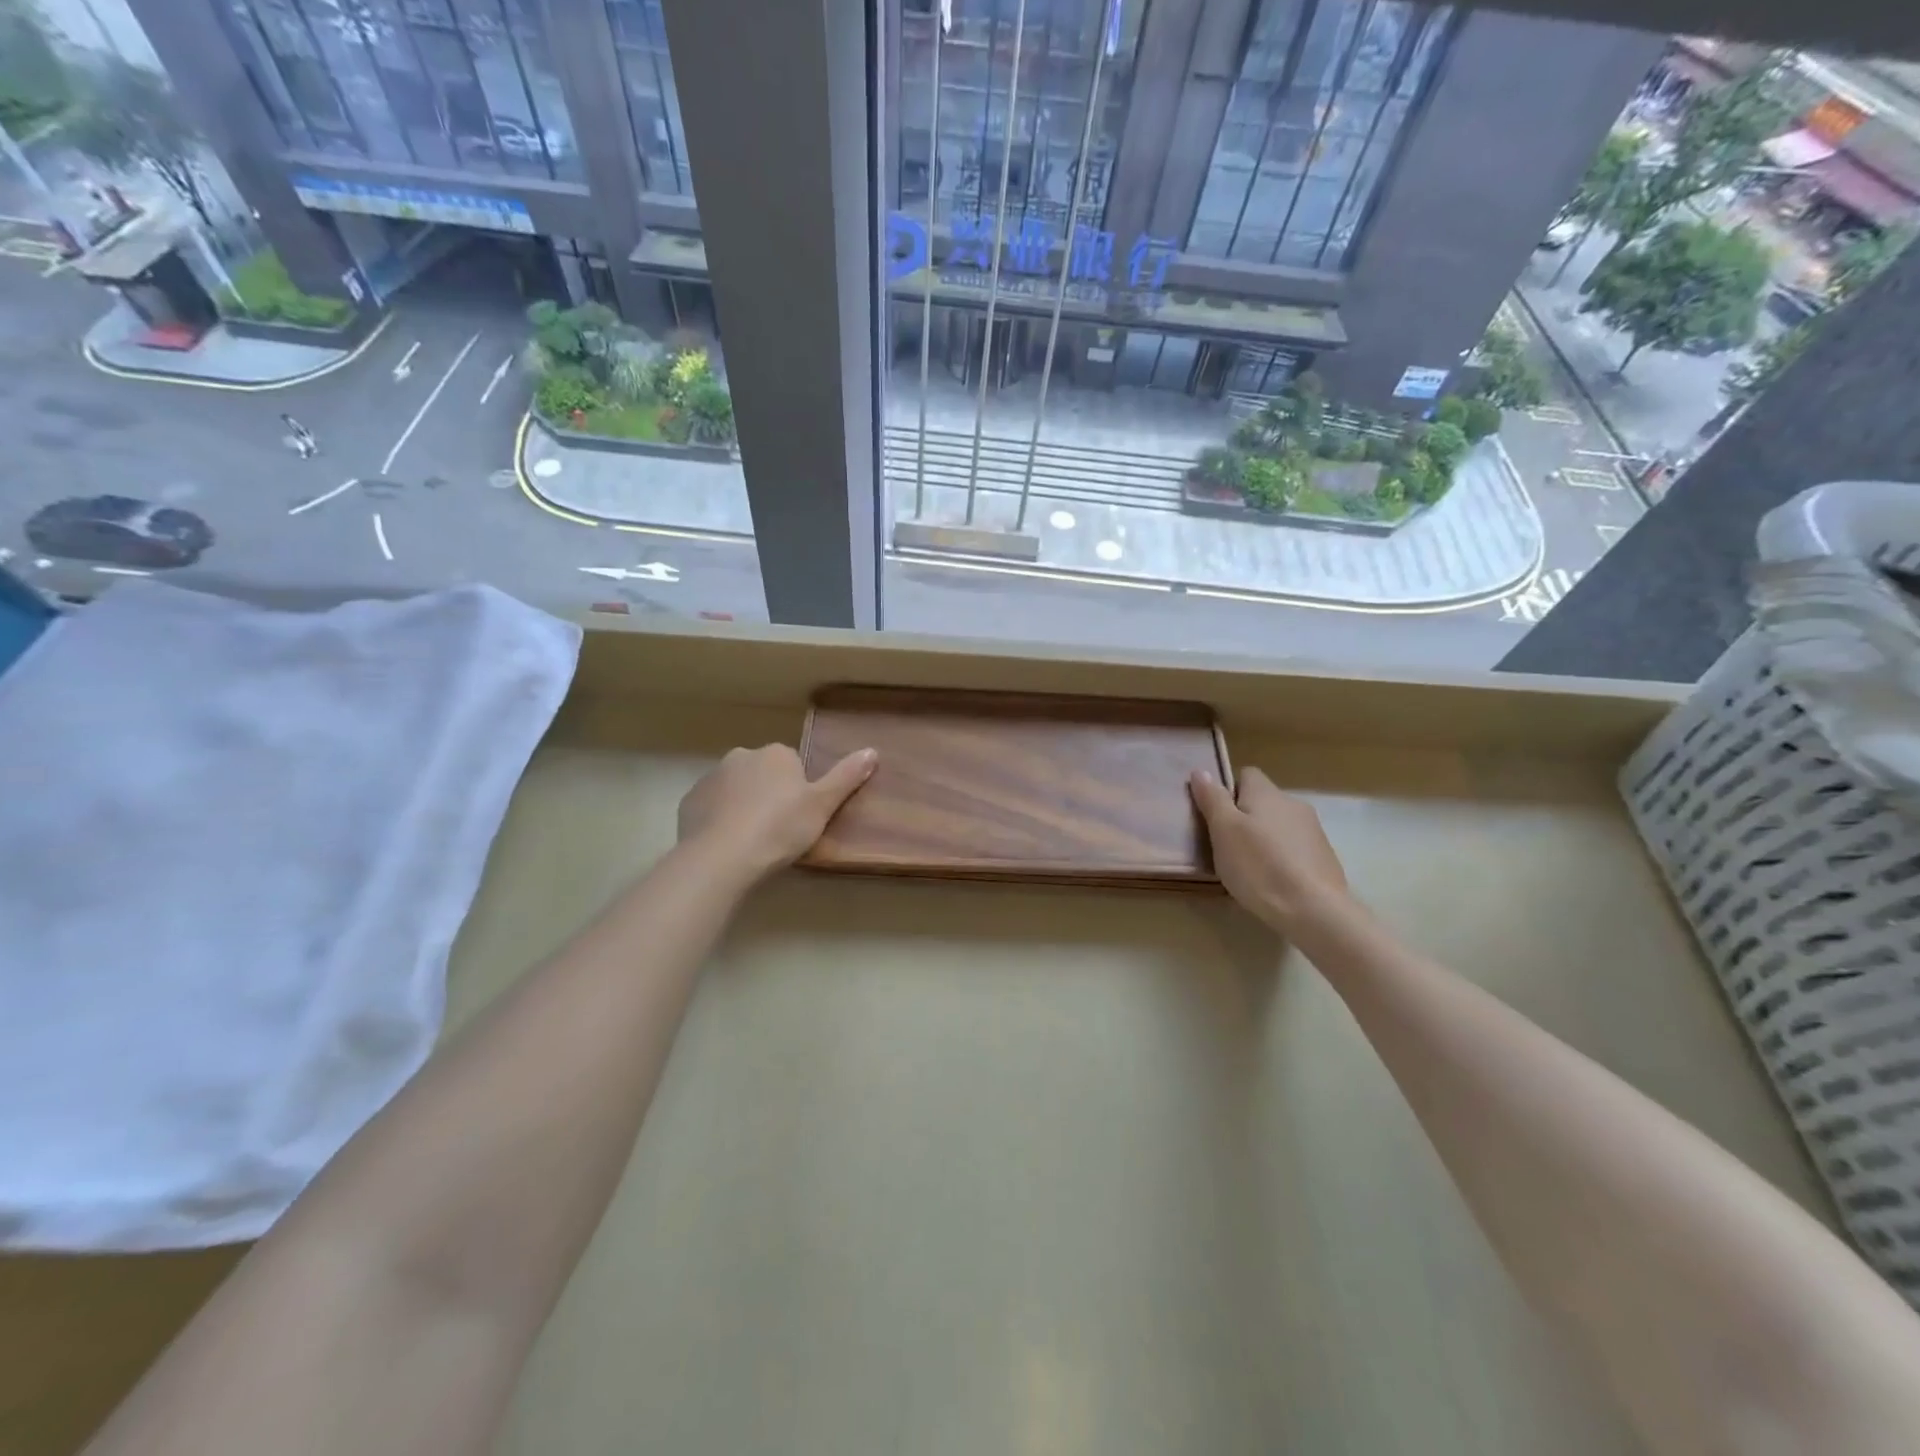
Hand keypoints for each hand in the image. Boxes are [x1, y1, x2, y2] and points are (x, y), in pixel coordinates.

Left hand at [677, 743, 876, 882]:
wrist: (722, 857)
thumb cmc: (780, 828)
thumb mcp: (822, 805)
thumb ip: (846, 777)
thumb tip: (872, 750)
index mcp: (775, 754)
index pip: (793, 765)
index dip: (799, 791)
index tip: (800, 817)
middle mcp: (741, 756)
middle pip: (762, 774)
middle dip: (769, 795)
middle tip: (779, 830)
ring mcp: (711, 778)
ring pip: (735, 789)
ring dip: (743, 806)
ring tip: (753, 842)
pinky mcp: (689, 802)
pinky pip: (711, 807)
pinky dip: (719, 820)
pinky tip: (728, 845)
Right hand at [1189, 767, 1349, 932]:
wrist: (1313, 909)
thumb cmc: (1259, 865)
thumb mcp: (1223, 830)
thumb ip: (1212, 799)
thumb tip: (1201, 771)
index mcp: (1267, 793)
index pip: (1246, 775)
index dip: (1228, 791)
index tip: (1216, 817)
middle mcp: (1293, 804)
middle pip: (1263, 801)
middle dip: (1245, 817)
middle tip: (1227, 845)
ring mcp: (1313, 831)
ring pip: (1279, 825)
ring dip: (1264, 838)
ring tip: (1249, 867)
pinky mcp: (1324, 857)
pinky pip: (1294, 848)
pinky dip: (1281, 857)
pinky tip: (1273, 881)